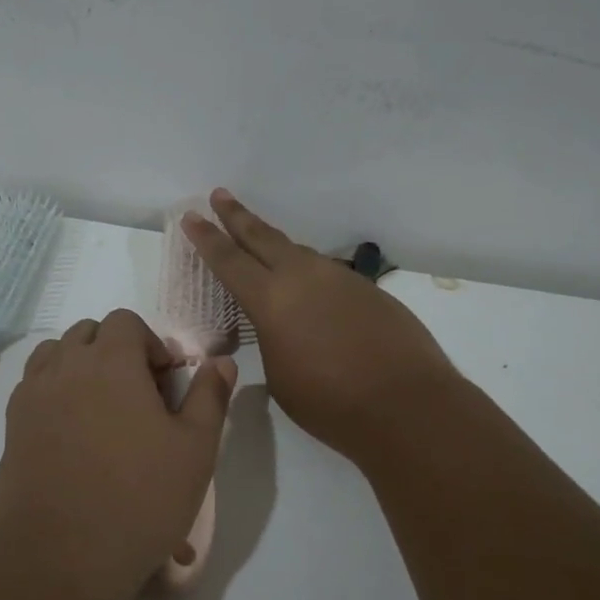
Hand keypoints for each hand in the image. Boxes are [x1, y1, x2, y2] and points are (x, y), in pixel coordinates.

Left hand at [0, 308, 235, 599]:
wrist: (60, 557)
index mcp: (110, 362)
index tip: (165, 381)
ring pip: (55, 354)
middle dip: (116, 350)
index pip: (125, 321)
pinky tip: (72, 432)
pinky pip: (33, 386)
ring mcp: (32, 396)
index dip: (150, 343)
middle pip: (88, 333)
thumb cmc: (139, 498)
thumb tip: (221, 362)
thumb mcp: (195, 449)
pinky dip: (53, 390)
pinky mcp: (11, 426)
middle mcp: (65, 367)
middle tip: (138, 394)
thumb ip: (210, 397)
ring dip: (80, 365)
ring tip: (102, 407)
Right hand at [182, 190, 460, 465]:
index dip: (207, 238)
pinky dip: (308, 272)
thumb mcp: (280, 377)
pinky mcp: (367, 289)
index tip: (192, 215)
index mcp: (271, 300)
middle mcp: (303, 277)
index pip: (229, 261)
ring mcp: (339, 278)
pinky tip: (309, 289)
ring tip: (260, 242)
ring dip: (275, 245)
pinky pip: (326, 272)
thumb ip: (272, 343)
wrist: (407, 405)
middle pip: (262, 237)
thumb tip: (281, 329)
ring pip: (298, 252)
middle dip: (237, 216)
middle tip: (219, 194)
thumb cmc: (330, 403)